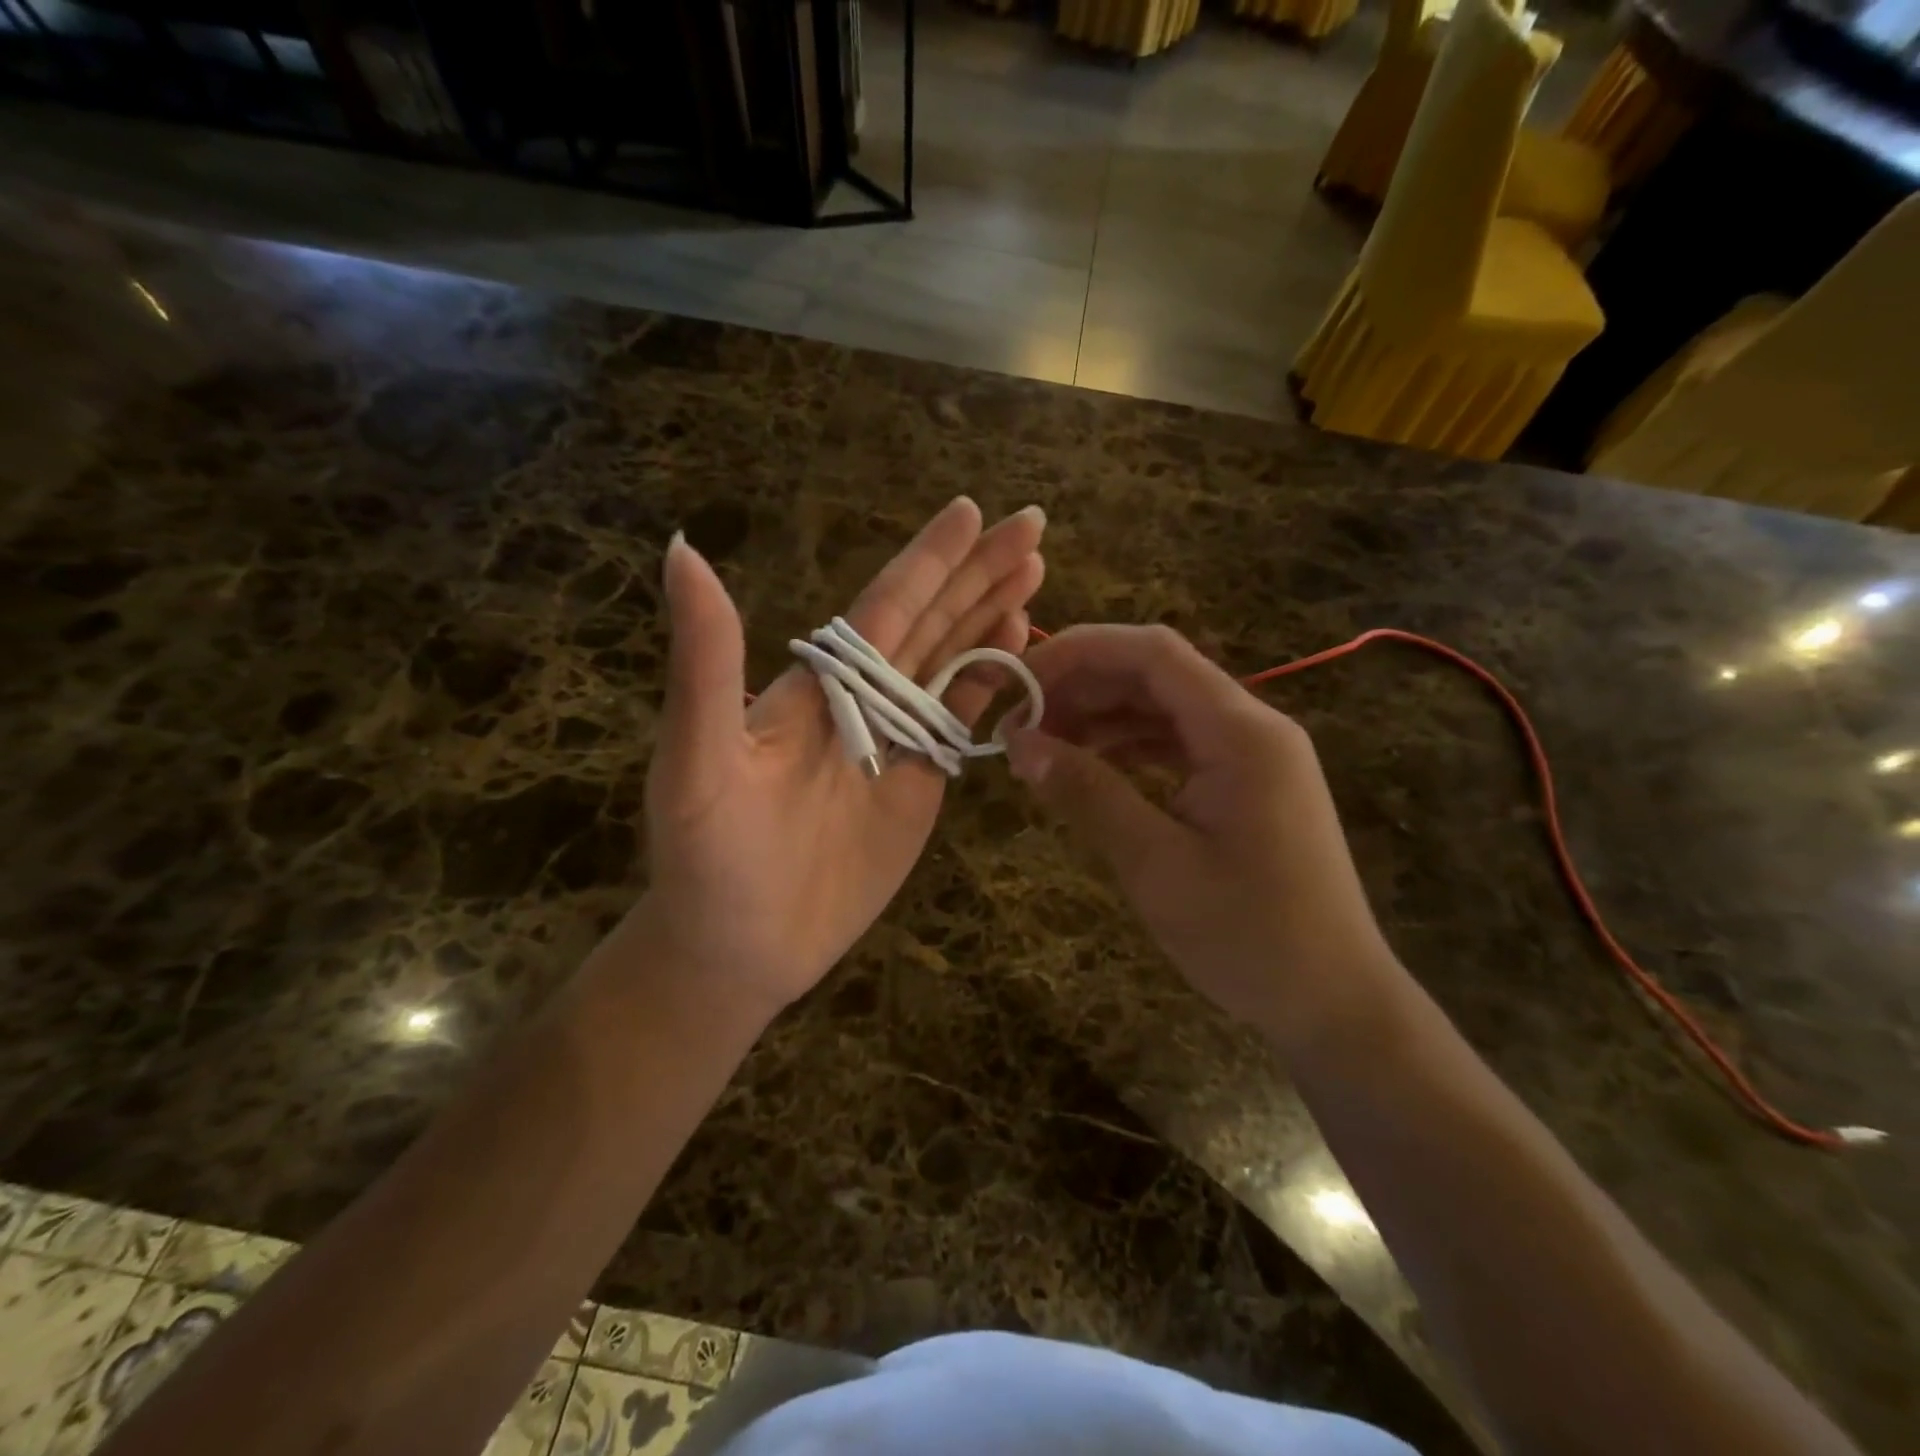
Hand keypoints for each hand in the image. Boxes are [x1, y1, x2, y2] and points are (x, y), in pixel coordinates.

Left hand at [637, 498, 1045, 1015]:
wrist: (737, 946)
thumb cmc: (709, 856)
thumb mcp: (699, 757)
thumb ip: (706, 661)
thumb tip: (681, 550)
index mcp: (818, 683)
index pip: (885, 606)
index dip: (928, 560)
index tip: (970, 510)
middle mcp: (862, 700)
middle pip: (931, 622)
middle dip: (979, 573)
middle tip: (1031, 525)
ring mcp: (896, 741)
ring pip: (952, 663)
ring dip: (992, 616)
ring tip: (1035, 573)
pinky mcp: (920, 785)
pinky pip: (960, 722)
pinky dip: (990, 683)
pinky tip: (1018, 647)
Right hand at [1005, 625, 1404, 1047]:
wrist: (1334, 1003)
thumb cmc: (1250, 938)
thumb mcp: (1157, 866)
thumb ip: (1089, 794)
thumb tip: (1020, 744)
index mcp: (1241, 733)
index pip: (1152, 653)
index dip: (1079, 651)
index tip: (1019, 681)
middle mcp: (1251, 727)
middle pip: (1155, 674)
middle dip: (1081, 686)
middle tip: (1017, 724)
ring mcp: (1252, 755)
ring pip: (1163, 707)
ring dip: (1100, 717)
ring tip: (1040, 748)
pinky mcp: (1245, 784)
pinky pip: (1177, 744)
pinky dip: (1127, 748)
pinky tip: (1087, 769)